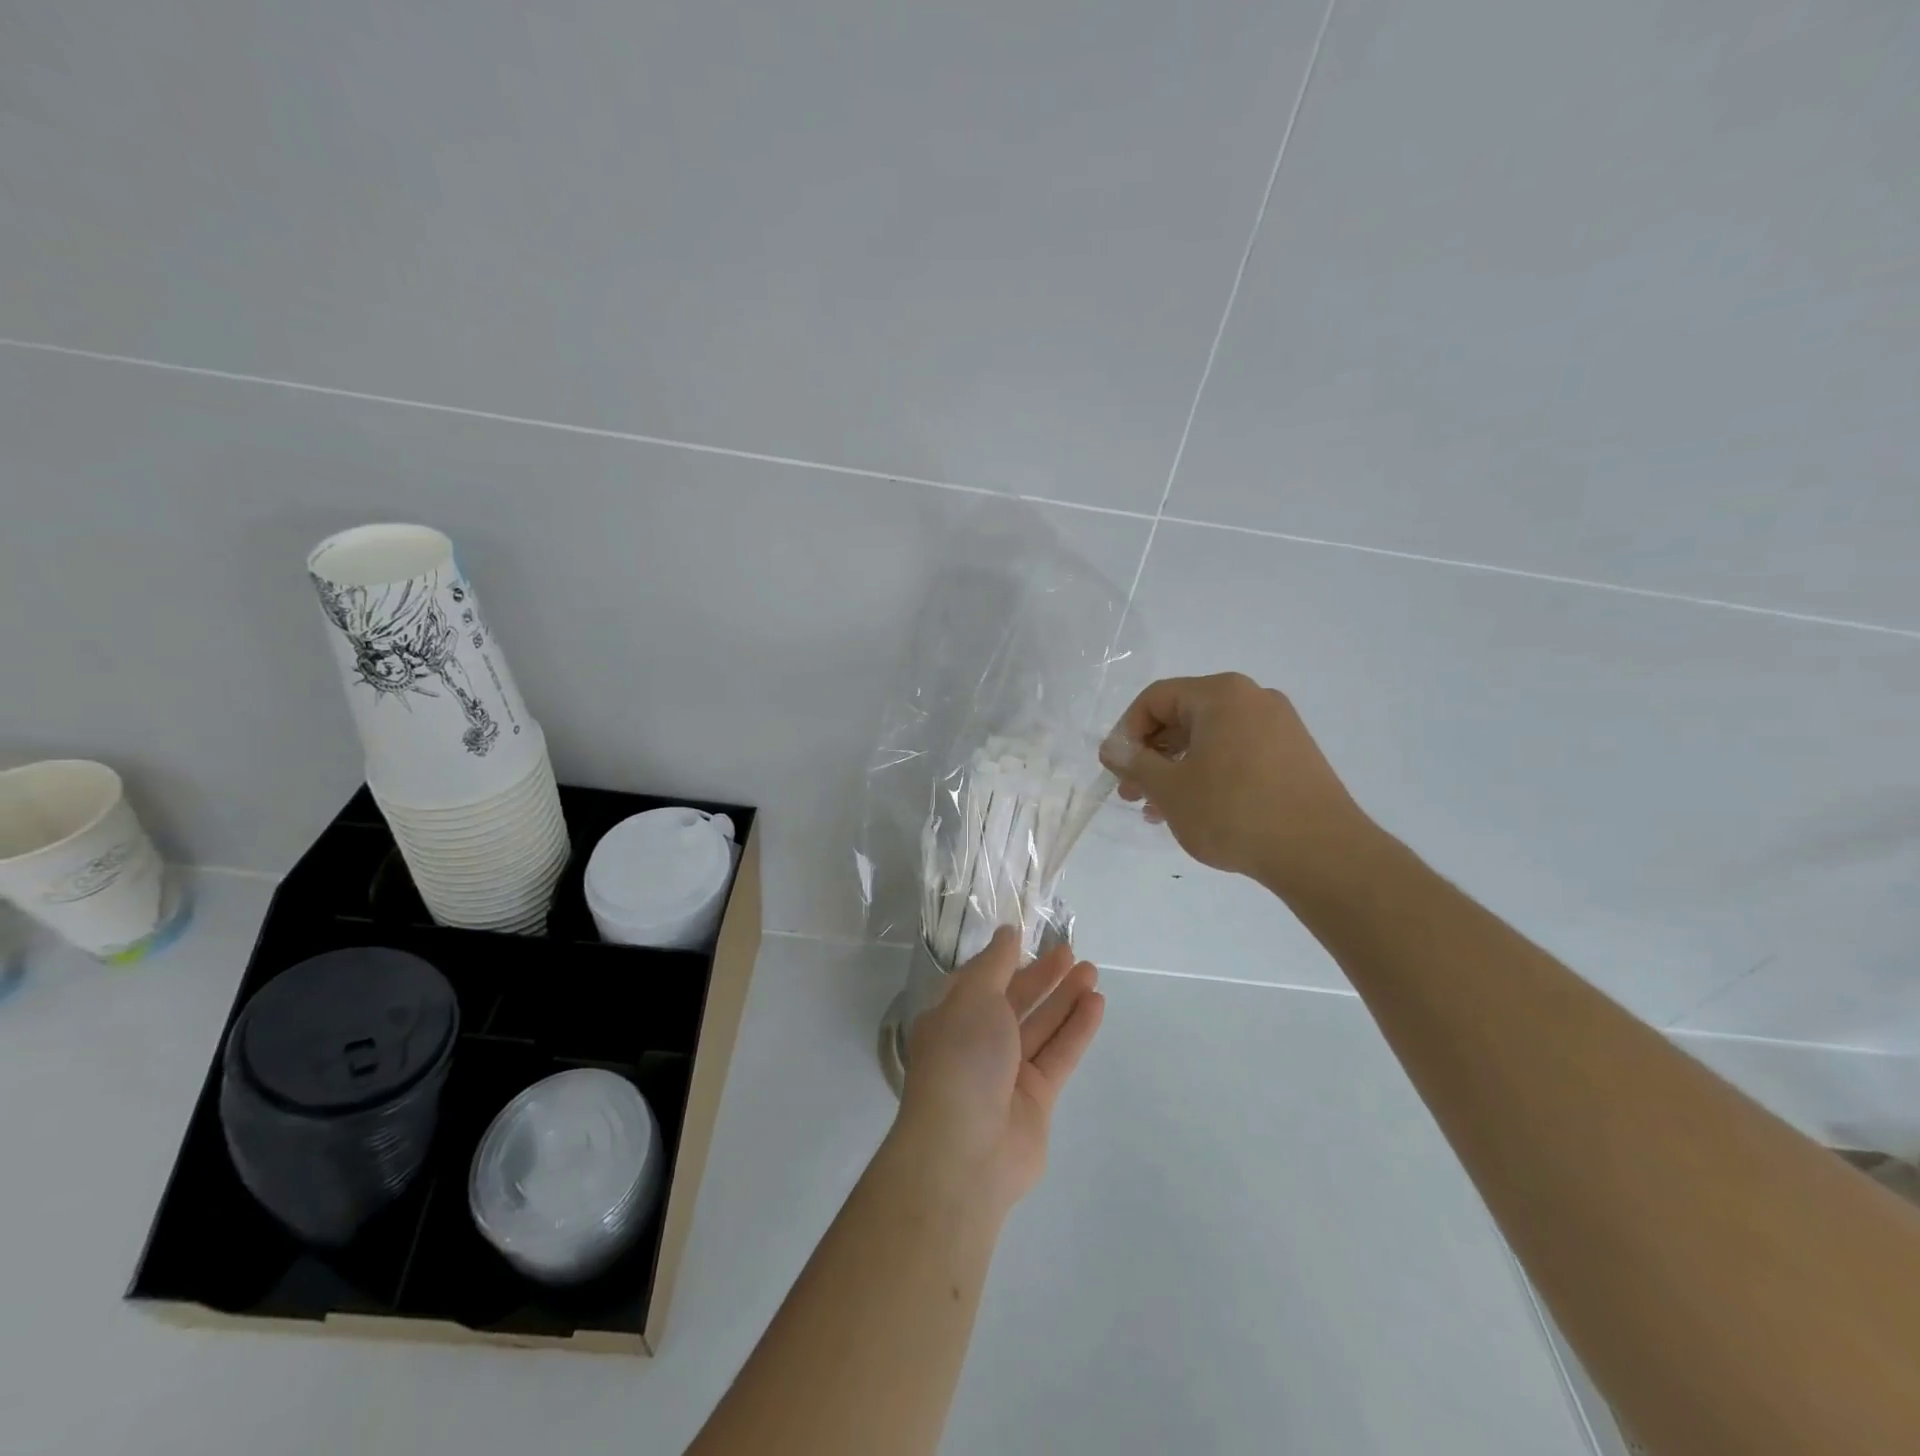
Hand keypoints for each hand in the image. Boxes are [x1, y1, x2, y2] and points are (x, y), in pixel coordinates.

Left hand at [896, 926, 1103, 1213]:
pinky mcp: (1036, 1099)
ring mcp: (1007, 1073)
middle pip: (1014, 1002)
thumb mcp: (973, 997)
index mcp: (951, 1018)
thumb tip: (1007, 932)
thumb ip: (995, 963)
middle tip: (1072, 953)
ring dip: (1065, 999)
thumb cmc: (961, 1059)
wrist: (966, 1150)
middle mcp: (977, 1043)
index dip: (1005, 960)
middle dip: (1042, 977)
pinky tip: (1097, 1003)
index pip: (980, 982)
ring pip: (1040, 1027)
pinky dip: (1077, 1029)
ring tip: (1092, 971)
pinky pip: (1058, 1054)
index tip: (1031, 939)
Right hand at [1099, 672, 1370, 892]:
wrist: (1321, 853)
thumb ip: (1134, 763)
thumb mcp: (1170, 789)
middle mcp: (1252, 699)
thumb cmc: (1234, 811)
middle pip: (1183, 717)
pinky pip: (1236, 753)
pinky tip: (1197, 810)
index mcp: (1221, 694)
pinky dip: (1209, 774)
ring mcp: (1279, 726)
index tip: (1116, 771)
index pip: (1155, 699)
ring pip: (1209, 739)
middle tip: (1132, 794)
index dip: (1126, 732)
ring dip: (1177, 770)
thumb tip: (1112, 747)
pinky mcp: (1294, 754)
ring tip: (1159, 811)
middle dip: (1151, 756)